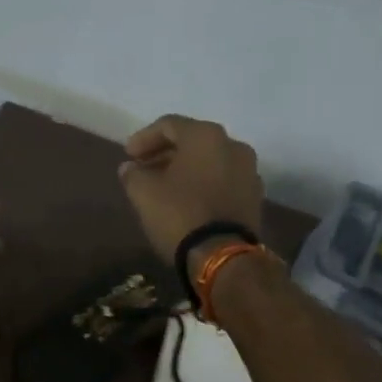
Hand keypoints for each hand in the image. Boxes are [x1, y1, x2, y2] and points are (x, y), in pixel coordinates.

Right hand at [117, 114, 263, 269]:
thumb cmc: (180, 214)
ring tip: (162, 186)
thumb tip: (130, 168)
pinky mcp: (254, 197)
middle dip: (165, 153)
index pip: (169, 125)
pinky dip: (203, 184)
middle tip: (143, 168)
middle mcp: (233, 145)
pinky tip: (186, 200)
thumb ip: (133, 174)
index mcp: (206, 136)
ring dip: (185, 169)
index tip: (128, 156)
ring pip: (209, 161)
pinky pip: (223, 180)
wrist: (223, 257)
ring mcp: (249, 171)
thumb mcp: (144, 192)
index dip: (144, 138)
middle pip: (192, 141)